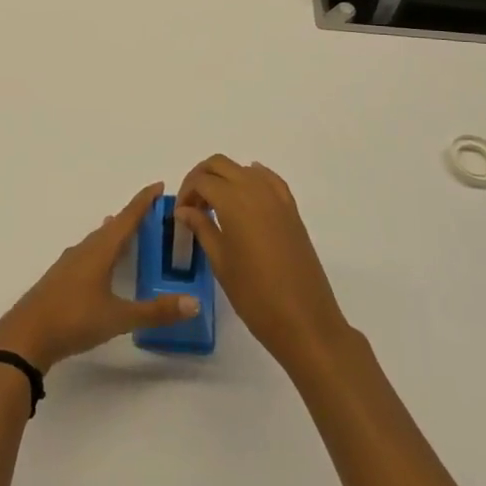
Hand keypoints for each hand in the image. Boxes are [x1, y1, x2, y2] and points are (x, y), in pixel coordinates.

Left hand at [0, 183, 200, 373]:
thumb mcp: (119, 318)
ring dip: (114, 234)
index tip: (158, 185)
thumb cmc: (73, 319)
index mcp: (100, 250)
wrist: (25, 337)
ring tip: (127, 232)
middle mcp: (84, 250)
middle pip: (112, 227)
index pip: (127, 218)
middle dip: (132, 218)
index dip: (143, 201)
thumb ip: (155, 311)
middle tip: (152, 213)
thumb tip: (194, 303)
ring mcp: (69, 264)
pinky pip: (87, 254)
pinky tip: (101, 264)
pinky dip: (101, 251)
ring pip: (97, 240)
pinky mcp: (60, 279)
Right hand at [175, 155, 347, 373]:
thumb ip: (201, 228)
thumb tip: (184, 210)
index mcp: (234, 201)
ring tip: (215, 206)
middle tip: (193, 204)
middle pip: (220, 165)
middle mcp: (255, 190)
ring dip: (225, 178)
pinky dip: (252, 179)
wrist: (304, 320)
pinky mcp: (292, 210)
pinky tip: (245, 196)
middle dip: (201, 177)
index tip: (180, 214)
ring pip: (243, 169)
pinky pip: (268, 180)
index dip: (186, 192)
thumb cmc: (255, 295)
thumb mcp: (221, 262)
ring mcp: (277, 198)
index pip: (201, 180)